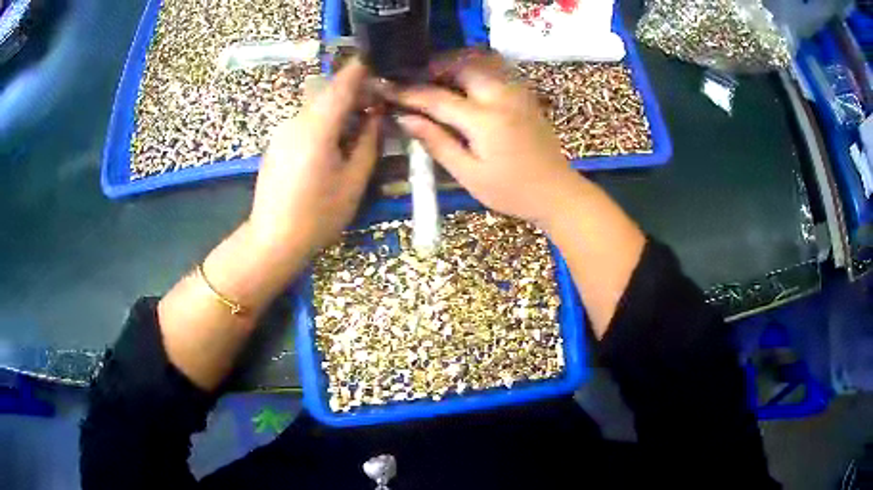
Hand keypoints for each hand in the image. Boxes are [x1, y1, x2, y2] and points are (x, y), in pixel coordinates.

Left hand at [249, 59, 379, 262]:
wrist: (272, 240)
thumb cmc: (317, 216)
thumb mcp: (354, 181)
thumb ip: (369, 142)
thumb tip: (377, 115)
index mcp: (317, 127)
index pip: (342, 83)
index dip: (362, 70)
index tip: (380, 66)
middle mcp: (296, 121)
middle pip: (328, 92)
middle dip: (354, 92)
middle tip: (378, 105)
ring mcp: (282, 131)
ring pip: (316, 107)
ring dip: (339, 108)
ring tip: (359, 126)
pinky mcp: (276, 143)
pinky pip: (305, 121)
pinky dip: (324, 121)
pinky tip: (334, 143)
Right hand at [393, 52, 579, 226]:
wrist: (556, 192)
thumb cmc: (511, 191)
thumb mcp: (469, 174)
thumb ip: (437, 142)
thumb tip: (405, 119)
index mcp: (485, 120)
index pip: (437, 97)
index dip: (408, 92)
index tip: (385, 88)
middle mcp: (502, 96)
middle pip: (461, 65)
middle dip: (433, 67)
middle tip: (414, 82)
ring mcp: (517, 92)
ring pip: (480, 61)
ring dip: (454, 64)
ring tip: (435, 80)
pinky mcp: (524, 94)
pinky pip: (495, 69)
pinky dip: (473, 69)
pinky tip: (463, 86)